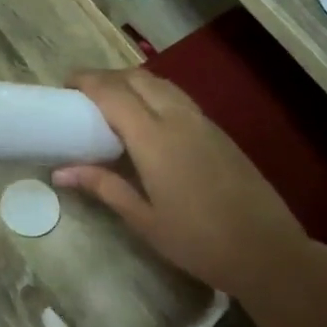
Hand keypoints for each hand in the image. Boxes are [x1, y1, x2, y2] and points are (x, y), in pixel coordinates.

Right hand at [54, 68, 310, 296]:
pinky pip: (179, 98)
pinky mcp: (219, 132)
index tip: (65, 84)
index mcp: (154, 139)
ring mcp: (203, 122)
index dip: (87, 82)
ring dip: (133, 82)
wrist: (266, 250)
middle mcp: (178, 119)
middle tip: (84, 93)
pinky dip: (155, 94)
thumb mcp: (143, 219)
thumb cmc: (197, 240)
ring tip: (112, 101)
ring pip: (162, 84)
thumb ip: (103, 186)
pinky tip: (148, 119)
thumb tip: (61, 172)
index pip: (114, 93)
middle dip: (108, 77)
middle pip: (138, 78)